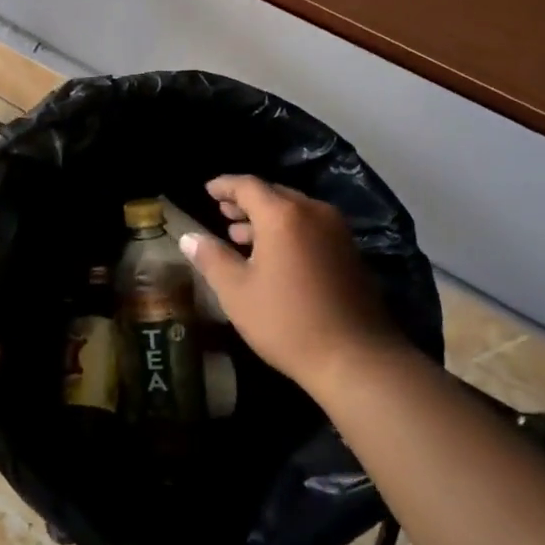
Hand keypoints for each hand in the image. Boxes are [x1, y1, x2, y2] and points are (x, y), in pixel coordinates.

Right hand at [180, 175, 399, 398]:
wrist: (356, 358)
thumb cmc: (287, 322)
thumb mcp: (237, 292)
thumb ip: (211, 258)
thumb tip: (188, 237)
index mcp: (283, 215)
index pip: (248, 185)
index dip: (225, 185)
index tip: (207, 189)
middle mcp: (313, 212)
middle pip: (274, 194)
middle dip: (246, 201)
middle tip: (223, 212)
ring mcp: (337, 231)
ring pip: (295, 211)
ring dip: (266, 218)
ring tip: (240, 235)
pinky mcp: (350, 252)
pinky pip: (312, 228)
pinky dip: (288, 231)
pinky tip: (274, 256)